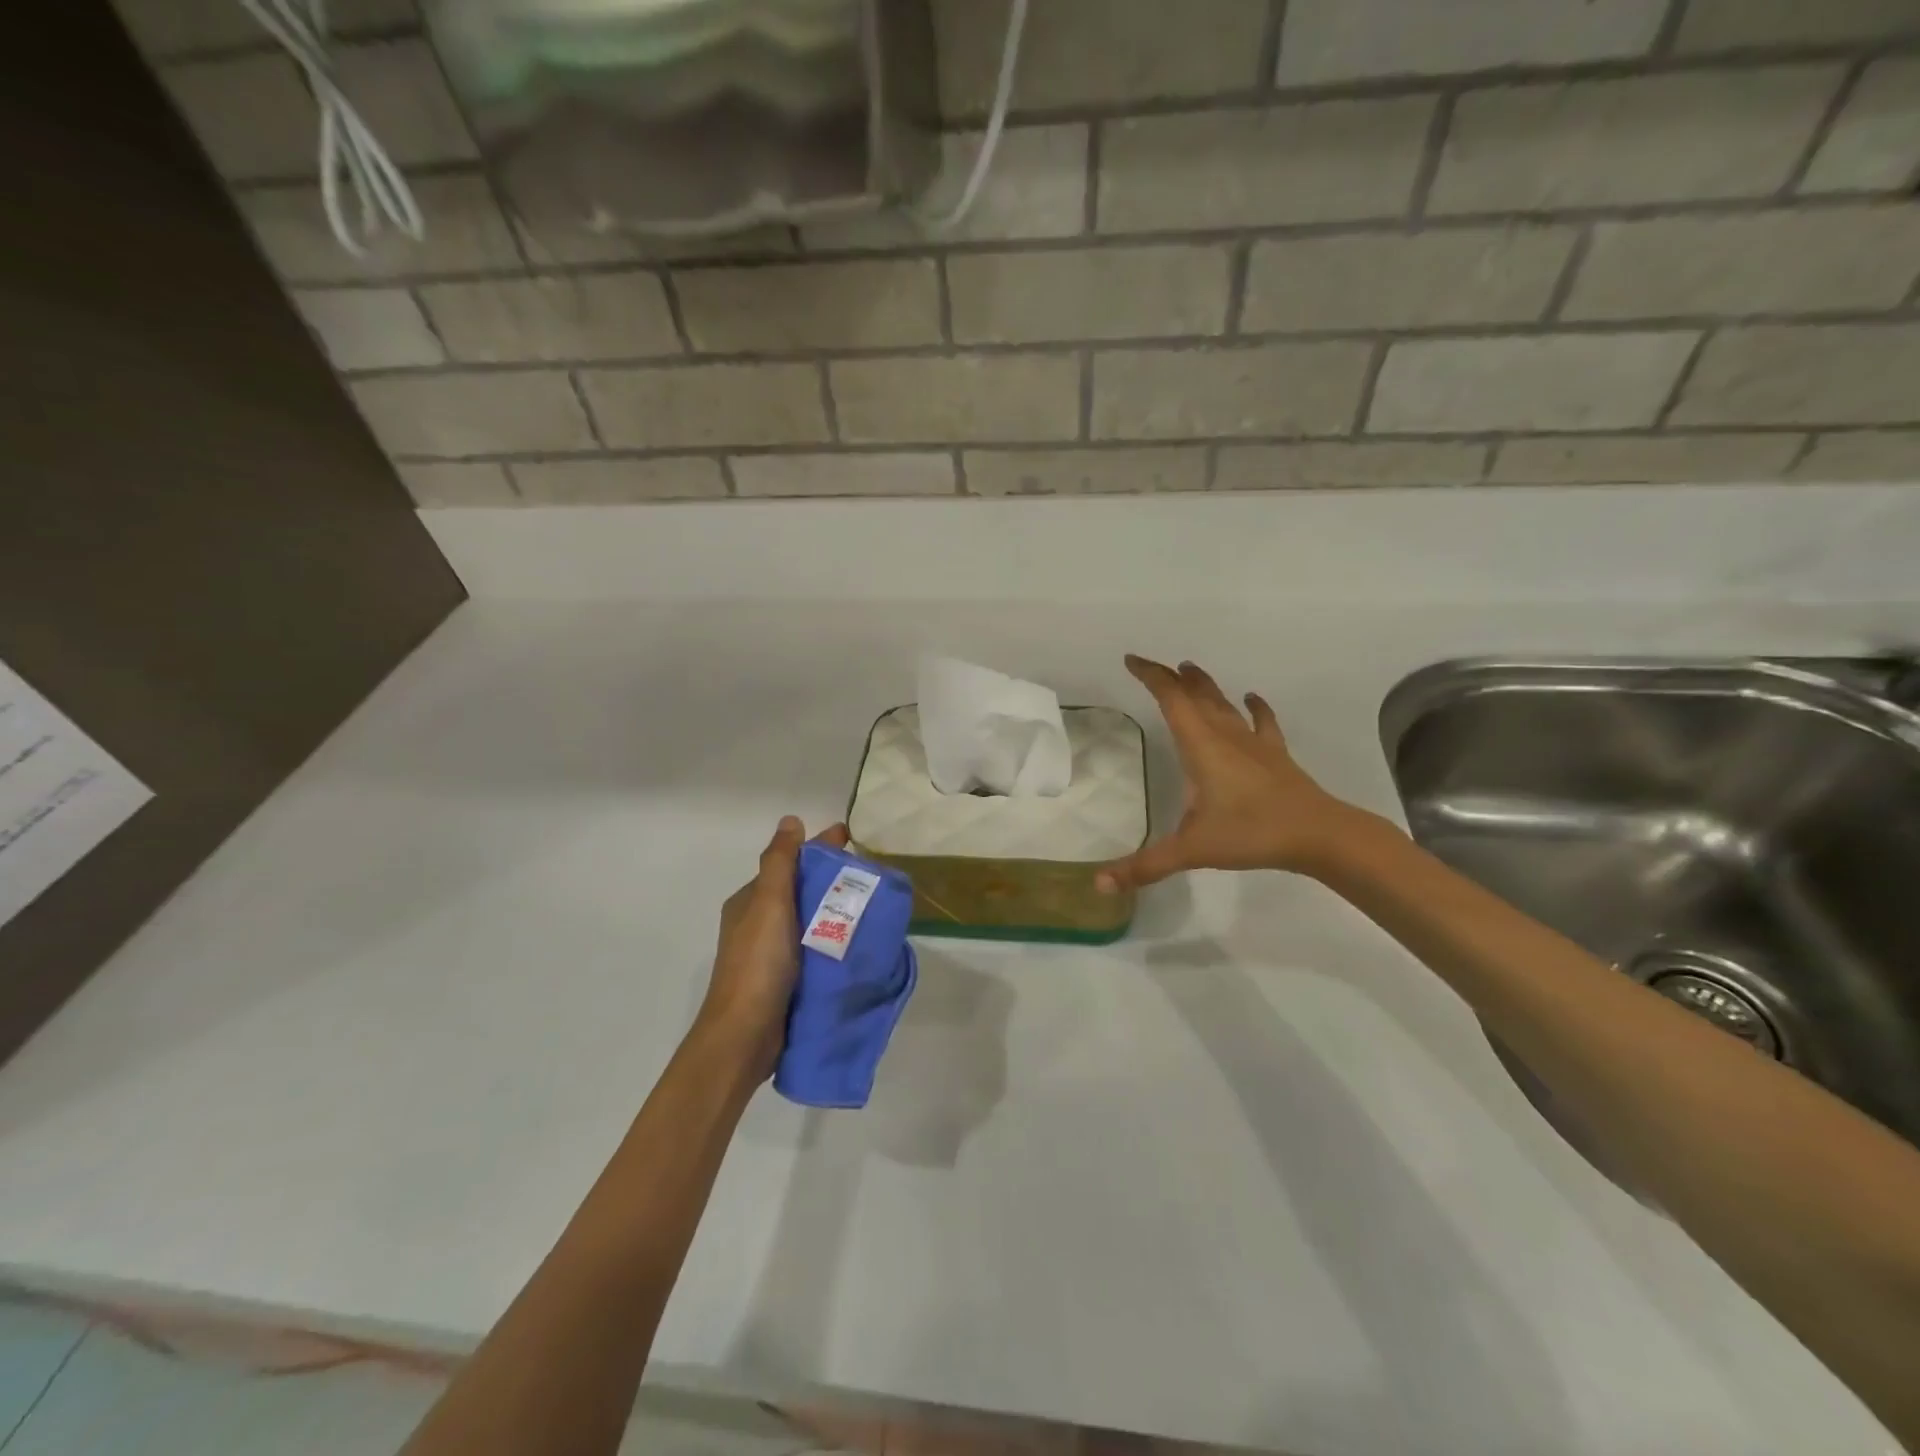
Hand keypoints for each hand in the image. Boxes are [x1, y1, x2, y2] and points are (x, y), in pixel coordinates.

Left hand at [698, 816, 849, 1076]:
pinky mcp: (788, 980)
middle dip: (833, 880)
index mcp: (751, 902)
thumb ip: (779, 862)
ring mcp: (774, 954)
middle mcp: (760, 923)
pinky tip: (861, 943)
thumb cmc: (757, 964)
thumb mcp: (768, 904)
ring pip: (812, 921)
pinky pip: (817, 949)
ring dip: (838, 912)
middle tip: (873, 876)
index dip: (819, 848)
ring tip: (875, 907)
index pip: (790, 863)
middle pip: (802, 891)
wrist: (745, 1036)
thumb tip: (790, 820)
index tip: (853, 838)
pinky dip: (836, 941)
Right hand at [1098, 655, 1366, 892]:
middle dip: (1172, 678)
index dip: (1151, 676)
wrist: (1319, 835)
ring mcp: (1254, 743)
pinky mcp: (1276, 755)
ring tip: (1191, 669)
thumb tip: (1099, 885)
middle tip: (1153, 666)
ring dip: (1205, 685)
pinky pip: (1262, 722)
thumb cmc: (1251, 833)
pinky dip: (1254, 708)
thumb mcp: (1192, 851)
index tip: (1132, 660)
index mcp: (1201, 747)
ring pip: (1225, 704)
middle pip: (1196, 695)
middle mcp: (1225, 736)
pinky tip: (1251, 698)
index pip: (1171, 700)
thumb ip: (1145, 866)